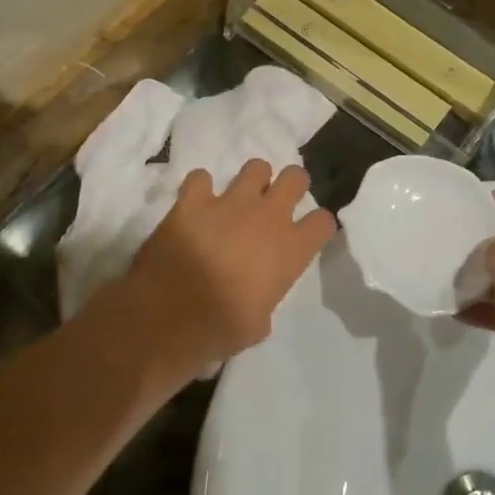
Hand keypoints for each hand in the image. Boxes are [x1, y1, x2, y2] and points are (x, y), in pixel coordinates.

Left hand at [111, 159, 335, 376]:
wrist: (170, 315)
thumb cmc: (221, 328)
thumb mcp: (258, 325)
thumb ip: (265, 299)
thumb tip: (255, 299)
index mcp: (290, 250)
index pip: (323, 222)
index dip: (318, 225)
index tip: (309, 233)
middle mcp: (267, 217)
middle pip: (296, 178)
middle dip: (291, 184)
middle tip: (278, 201)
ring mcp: (230, 203)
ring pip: (255, 167)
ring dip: (252, 180)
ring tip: (240, 199)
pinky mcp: (192, 200)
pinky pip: (200, 178)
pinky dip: (200, 188)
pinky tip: (197, 201)